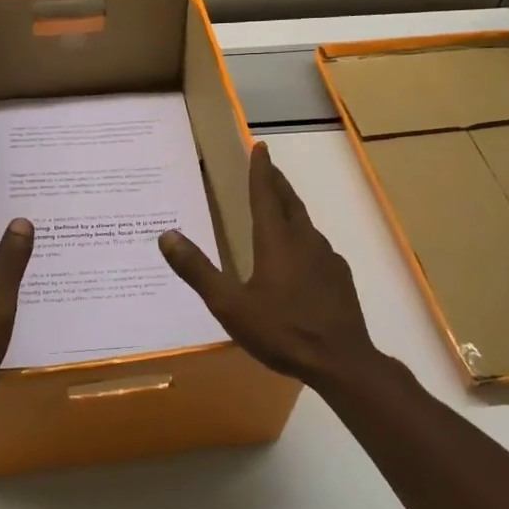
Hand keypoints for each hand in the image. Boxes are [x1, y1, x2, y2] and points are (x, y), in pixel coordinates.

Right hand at [159, 142, 385, 389]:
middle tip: (268, 168)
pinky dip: (303, 237)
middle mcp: (304, 241)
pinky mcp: (340, 278)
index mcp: (276, 241)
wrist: (342, 362)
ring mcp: (327, 259)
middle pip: (289, 202)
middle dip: (277, 182)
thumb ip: (197, 271)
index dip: (261, 169)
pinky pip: (317, 247)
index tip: (260, 146)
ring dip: (290, 209)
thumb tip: (166, 236)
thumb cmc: (282, 331)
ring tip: (279, 208)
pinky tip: (300, 256)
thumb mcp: (229, 305)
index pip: (265, 194)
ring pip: (305, 223)